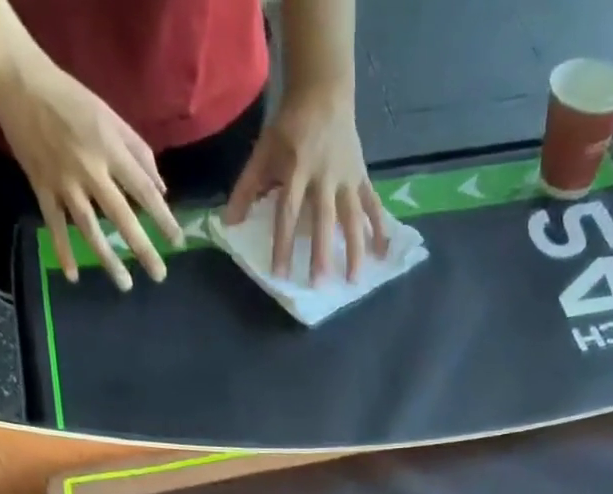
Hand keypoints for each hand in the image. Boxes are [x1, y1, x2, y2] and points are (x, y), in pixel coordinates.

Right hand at [0, 57, 182, 289]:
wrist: (16, 79)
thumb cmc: (69, 97)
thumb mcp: (109, 116)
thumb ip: (138, 152)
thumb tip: (161, 190)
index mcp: (109, 148)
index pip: (144, 190)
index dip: (163, 218)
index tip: (178, 242)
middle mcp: (89, 168)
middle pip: (121, 216)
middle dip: (142, 248)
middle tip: (160, 275)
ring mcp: (63, 180)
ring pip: (89, 227)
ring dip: (107, 258)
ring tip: (125, 285)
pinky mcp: (41, 185)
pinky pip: (54, 224)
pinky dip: (62, 250)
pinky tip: (73, 276)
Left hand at [224, 84, 388, 282]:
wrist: (323, 91)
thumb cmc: (289, 127)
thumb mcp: (264, 151)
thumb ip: (247, 188)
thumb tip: (229, 224)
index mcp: (297, 168)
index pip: (287, 211)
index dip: (283, 244)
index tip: (280, 274)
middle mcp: (324, 175)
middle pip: (323, 218)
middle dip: (321, 252)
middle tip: (319, 284)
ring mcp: (347, 177)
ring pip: (352, 217)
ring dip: (355, 249)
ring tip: (354, 280)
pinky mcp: (362, 177)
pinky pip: (372, 205)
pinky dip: (380, 229)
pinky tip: (382, 255)